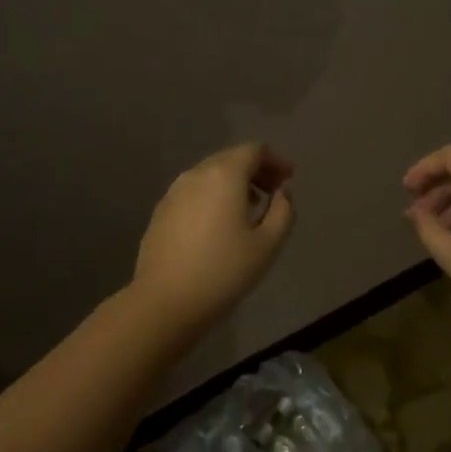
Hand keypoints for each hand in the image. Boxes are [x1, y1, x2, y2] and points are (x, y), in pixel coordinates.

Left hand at [129, 142, 295, 332]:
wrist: (165, 301)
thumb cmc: (223, 271)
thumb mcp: (268, 244)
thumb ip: (283, 211)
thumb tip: (282, 193)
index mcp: (224, 175)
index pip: (254, 150)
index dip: (276, 160)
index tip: (289, 178)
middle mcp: (196, 174)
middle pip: (230, 158)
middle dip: (256, 169)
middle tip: (274, 192)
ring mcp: (174, 192)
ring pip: (210, 174)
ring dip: (234, 182)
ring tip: (249, 208)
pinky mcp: (161, 211)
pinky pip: (194, 191)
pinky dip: (213, 195)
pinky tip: (219, 222)